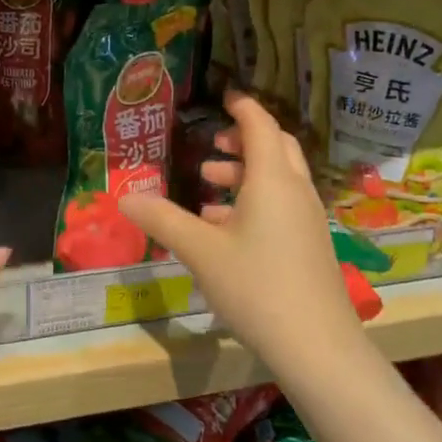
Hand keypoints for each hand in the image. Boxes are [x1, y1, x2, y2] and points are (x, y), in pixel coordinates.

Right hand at [118, 92, 368, 383]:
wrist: (317, 346)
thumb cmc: (256, 286)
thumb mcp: (200, 251)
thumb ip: (162, 220)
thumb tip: (124, 197)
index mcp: (272, 179)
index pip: (259, 124)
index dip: (242, 106)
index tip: (224, 95)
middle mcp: (295, 190)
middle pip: (276, 146)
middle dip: (244, 138)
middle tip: (212, 143)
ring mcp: (307, 219)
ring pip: (279, 178)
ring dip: (246, 172)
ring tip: (208, 185)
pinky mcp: (310, 244)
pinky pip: (282, 204)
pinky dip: (255, 200)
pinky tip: (224, 227)